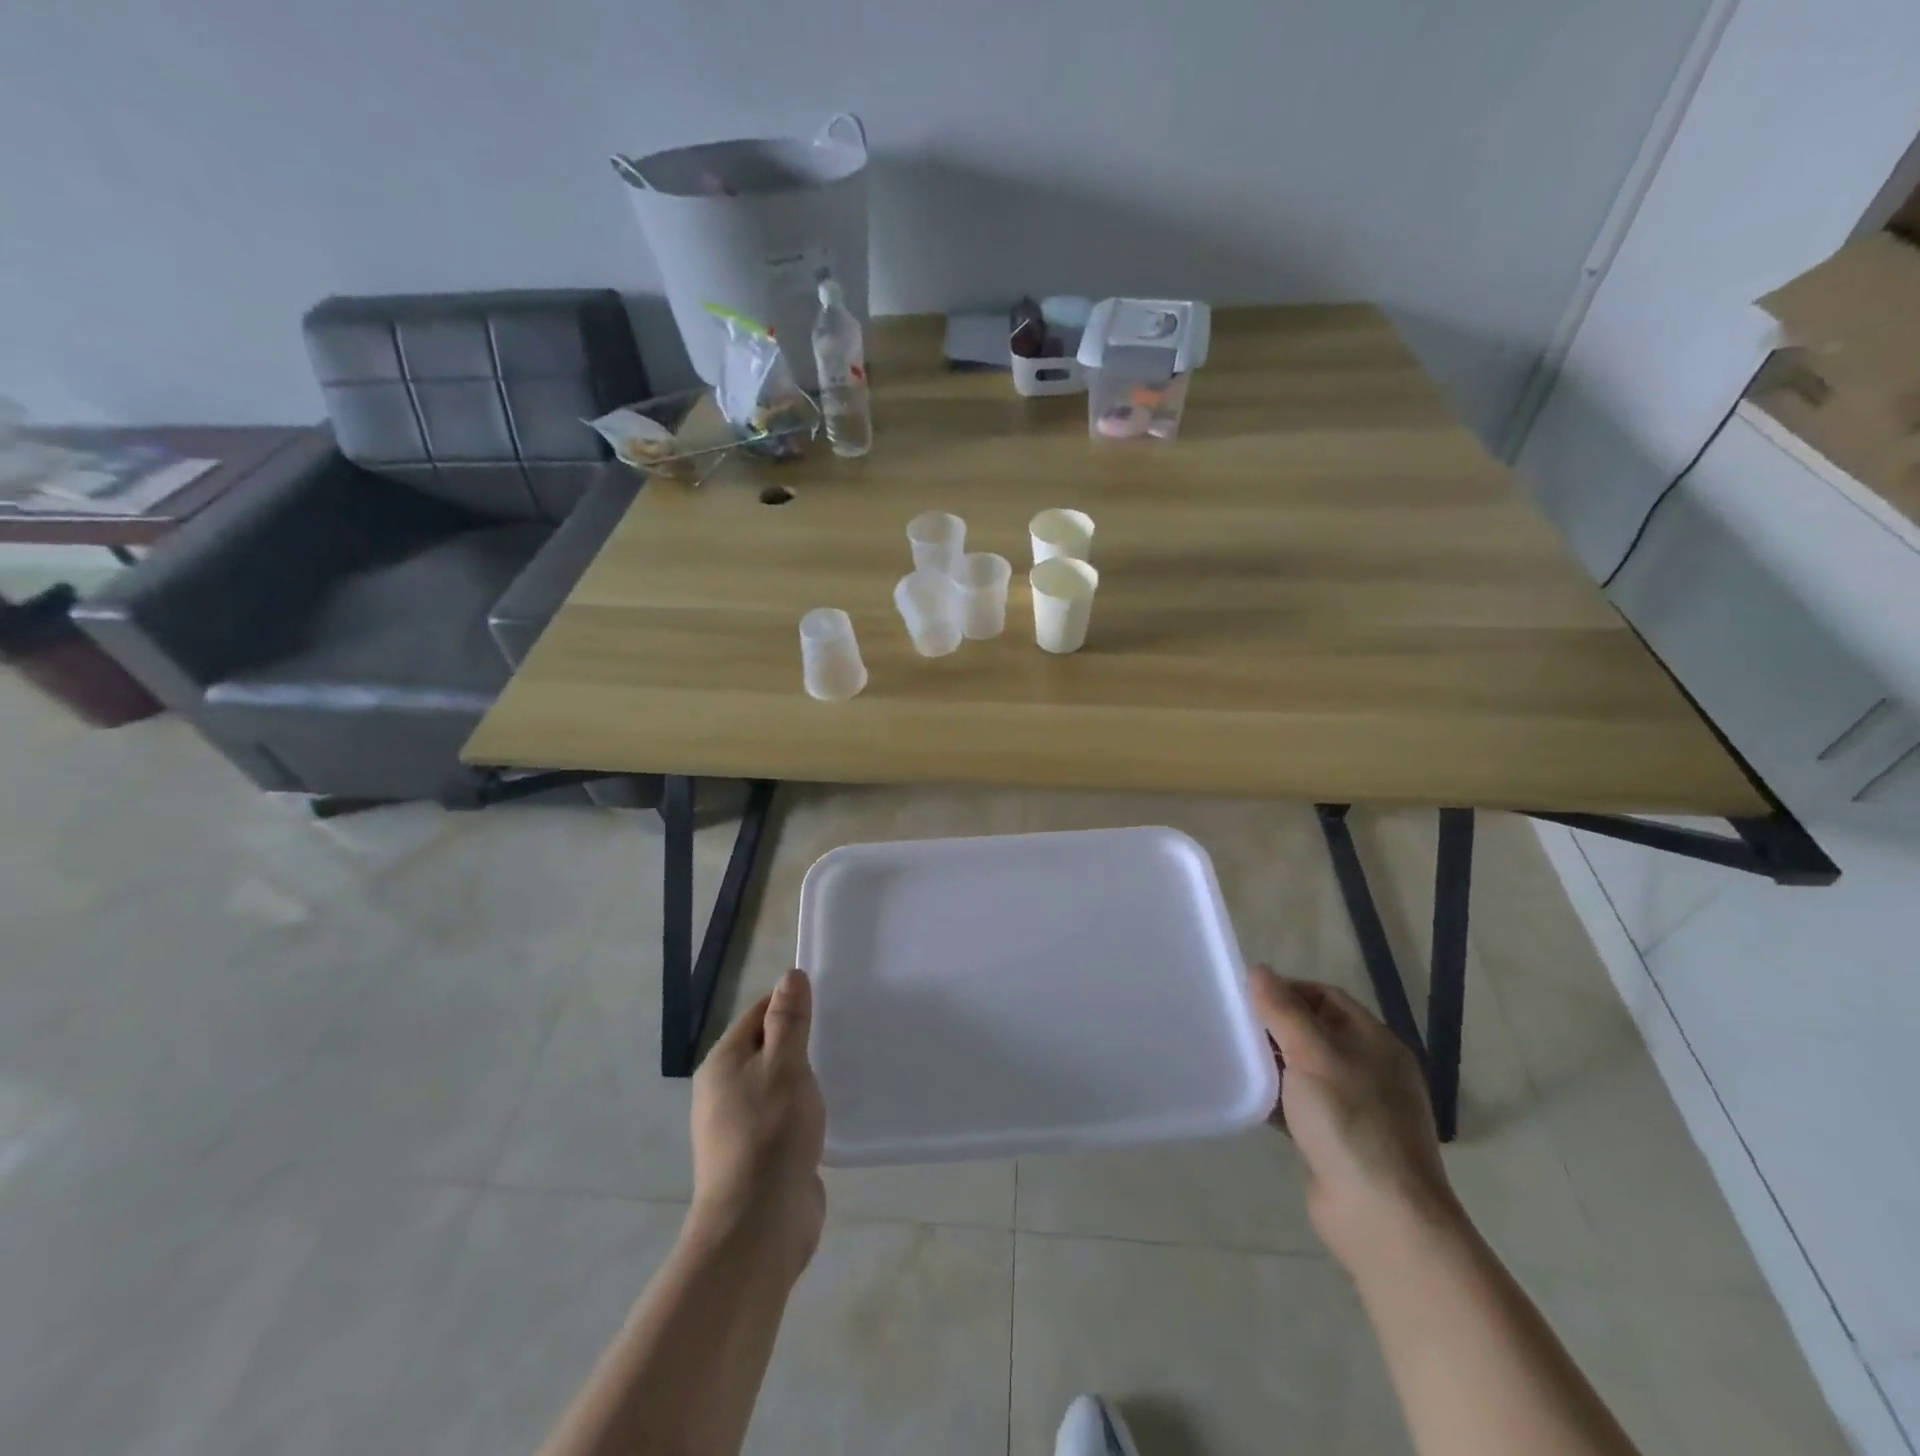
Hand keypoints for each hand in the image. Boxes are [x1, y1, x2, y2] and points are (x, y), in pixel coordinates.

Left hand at [688, 969, 826, 1276]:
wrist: (758, 1226)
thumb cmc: (770, 1133)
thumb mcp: (785, 1066)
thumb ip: (789, 1020)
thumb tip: (790, 976)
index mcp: (722, 1064)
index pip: (758, 1014)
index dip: (789, 1004)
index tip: (827, 1002)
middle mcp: (723, 1092)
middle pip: (766, 1049)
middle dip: (800, 1041)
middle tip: (840, 1033)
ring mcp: (739, 1128)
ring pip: (776, 1085)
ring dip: (803, 1078)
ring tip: (840, 1069)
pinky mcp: (758, 1157)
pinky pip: (783, 1118)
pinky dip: (803, 1110)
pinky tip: (828, 1113)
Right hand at [1249, 965, 1461, 1274]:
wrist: (1384, 1218)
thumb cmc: (1350, 1122)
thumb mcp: (1312, 1055)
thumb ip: (1283, 1010)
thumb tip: (1259, 970)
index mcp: (1375, 1042)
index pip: (1326, 996)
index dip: (1287, 990)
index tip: (1247, 997)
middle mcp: (1370, 1069)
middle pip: (1314, 1031)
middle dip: (1275, 1026)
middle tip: (1235, 1026)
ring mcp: (1357, 1108)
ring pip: (1305, 1069)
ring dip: (1273, 1063)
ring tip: (1234, 1058)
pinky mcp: (1339, 1141)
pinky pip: (1302, 1105)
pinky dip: (1277, 1098)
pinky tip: (1249, 1098)